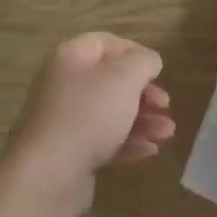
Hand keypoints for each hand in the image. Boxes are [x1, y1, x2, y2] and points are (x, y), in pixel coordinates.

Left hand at [5, 33, 175, 195]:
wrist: (49, 174)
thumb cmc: (90, 114)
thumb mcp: (125, 78)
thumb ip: (143, 62)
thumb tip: (149, 61)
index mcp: (70, 58)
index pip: (104, 42)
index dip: (134, 52)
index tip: (158, 70)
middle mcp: (63, 84)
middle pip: (110, 81)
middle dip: (143, 93)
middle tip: (165, 105)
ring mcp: (64, 120)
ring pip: (110, 113)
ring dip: (142, 120)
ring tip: (166, 133)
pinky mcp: (69, 152)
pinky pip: (103, 141)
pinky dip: (127, 143)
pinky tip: (149, 151)